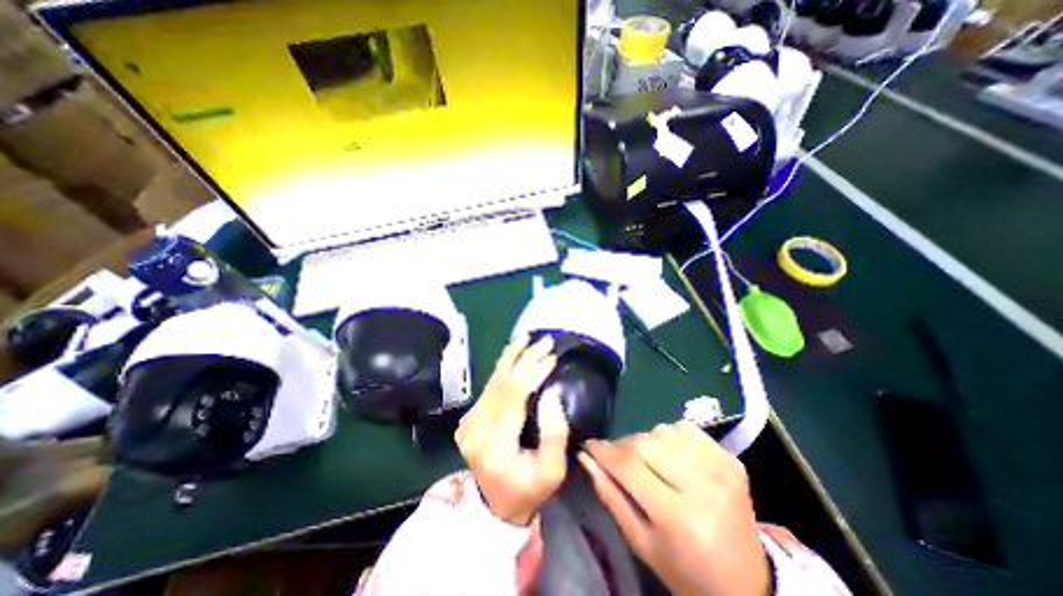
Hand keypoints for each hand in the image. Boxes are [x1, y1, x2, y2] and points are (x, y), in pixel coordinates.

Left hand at [457, 336, 572, 526]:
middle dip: (525, 358)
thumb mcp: (552, 470)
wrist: (495, 506)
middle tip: (545, 341)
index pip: (513, 396)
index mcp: (493, 444)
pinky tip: (513, 351)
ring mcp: (468, 420)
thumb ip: (554, 432)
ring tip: (527, 337)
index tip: (553, 358)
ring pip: (492, 379)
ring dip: (512, 356)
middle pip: (501, 382)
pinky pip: (489, 385)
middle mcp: (475, 428)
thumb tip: (552, 391)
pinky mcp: (470, 416)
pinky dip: (504, 365)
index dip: (533, 373)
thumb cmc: (529, 489)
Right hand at [580, 422, 773, 595]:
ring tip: (645, 461)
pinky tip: (670, 455)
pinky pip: (685, 428)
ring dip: (645, 441)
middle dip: (622, 446)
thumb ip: (610, 495)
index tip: (588, 445)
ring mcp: (721, 468)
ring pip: (662, 430)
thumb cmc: (685, 570)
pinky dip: (669, 435)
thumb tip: (586, 457)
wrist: (747, 582)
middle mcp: (704, 486)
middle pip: (645, 443)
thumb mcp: (641, 542)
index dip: (603, 452)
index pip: (629, 468)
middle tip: (615, 458)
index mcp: (680, 519)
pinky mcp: (730, 458)